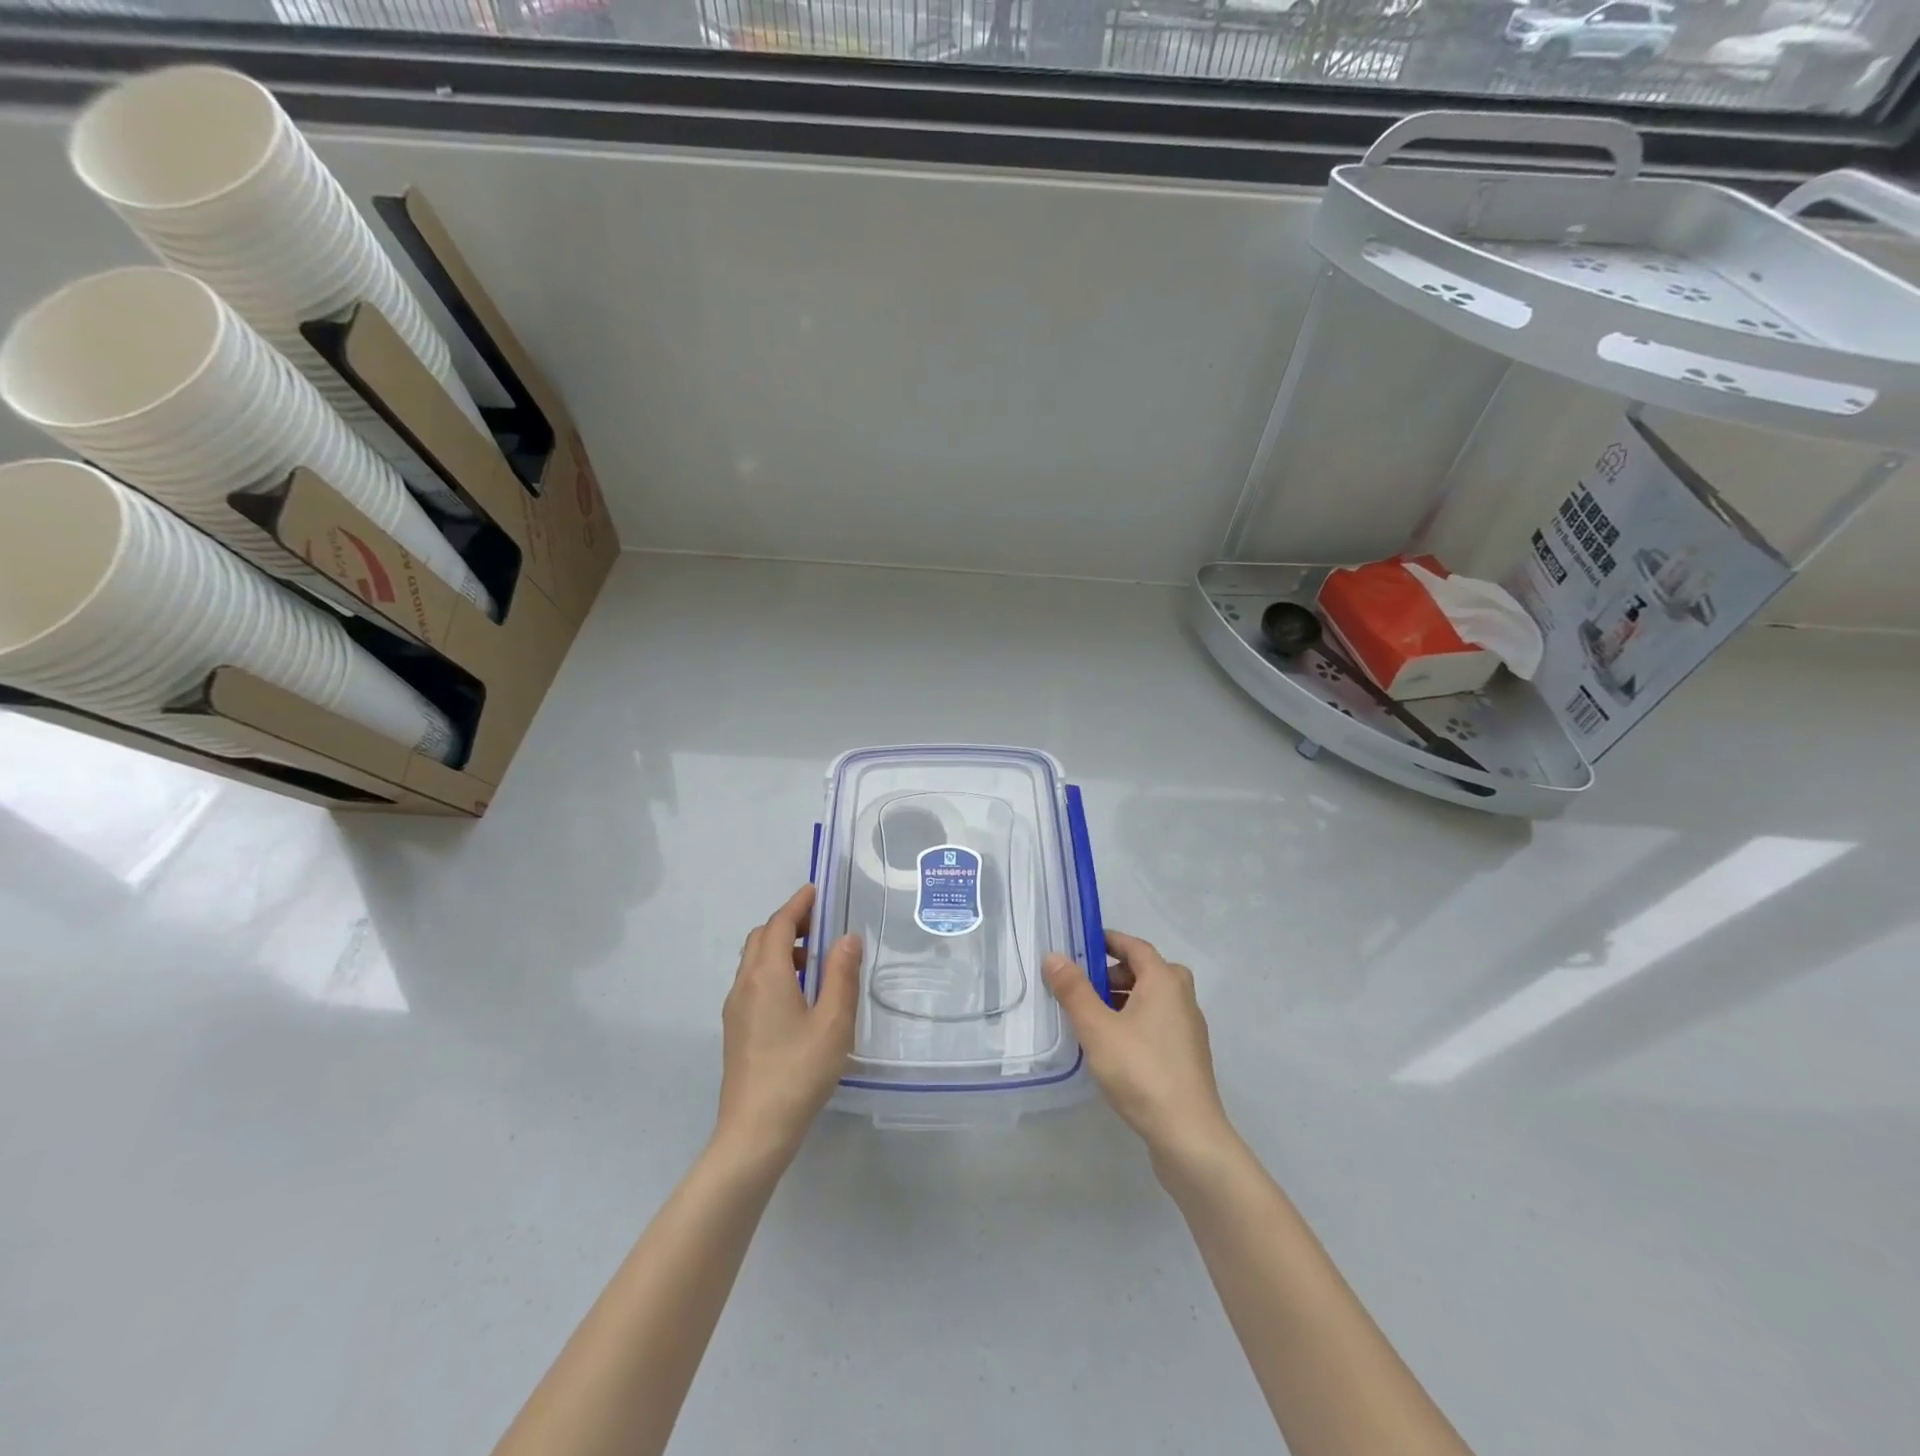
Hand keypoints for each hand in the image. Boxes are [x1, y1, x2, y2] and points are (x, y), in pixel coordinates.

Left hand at [715, 884, 861, 1167]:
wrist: (754, 1131)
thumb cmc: (798, 1072)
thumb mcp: (833, 1022)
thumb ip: (841, 975)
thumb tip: (846, 937)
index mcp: (767, 975)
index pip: (778, 924)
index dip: (797, 905)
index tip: (816, 891)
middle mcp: (744, 984)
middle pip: (761, 938)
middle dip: (788, 923)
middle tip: (820, 925)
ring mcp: (735, 1008)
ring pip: (754, 961)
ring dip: (780, 948)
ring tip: (815, 960)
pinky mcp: (735, 1029)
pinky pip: (752, 983)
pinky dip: (773, 971)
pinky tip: (798, 995)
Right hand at [1044, 931, 1235, 1168]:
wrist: (1188, 1134)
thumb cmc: (1141, 1070)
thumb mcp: (1097, 1028)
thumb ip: (1073, 990)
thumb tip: (1053, 956)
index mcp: (1165, 981)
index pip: (1135, 946)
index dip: (1108, 941)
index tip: (1080, 945)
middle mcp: (1182, 997)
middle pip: (1146, 971)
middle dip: (1113, 972)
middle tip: (1083, 985)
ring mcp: (1189, 1028)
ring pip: (1153, 998)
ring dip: (1123, 998)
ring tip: (1091, 1016)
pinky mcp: (1188, 1056)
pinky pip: (1158, 1022)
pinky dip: (1135, 1020)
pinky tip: (1113, 1045)